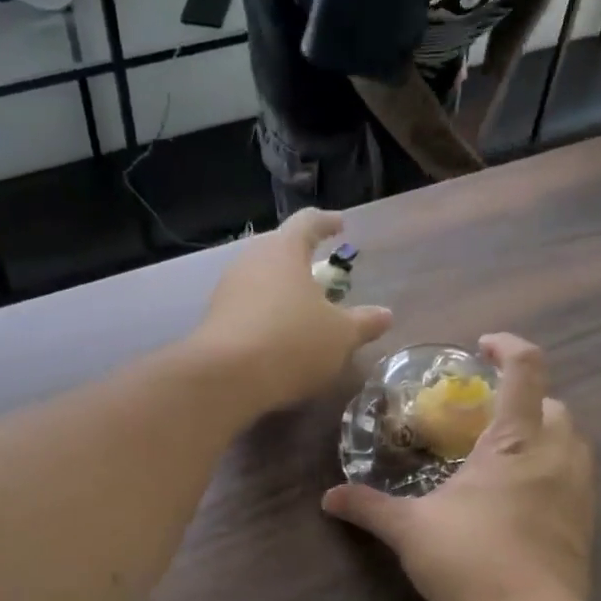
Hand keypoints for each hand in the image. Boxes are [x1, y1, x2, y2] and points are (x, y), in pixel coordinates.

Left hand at [192, 210, 392, 413]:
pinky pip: (247, 307)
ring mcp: (228, 290)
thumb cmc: (292, 342)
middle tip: (320, 271)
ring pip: (260, 279)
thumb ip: (363, 323)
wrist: (226, 378)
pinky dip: (265, 314)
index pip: (308, 222)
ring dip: (281, 289)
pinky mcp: (214, 320)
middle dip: (300, 258)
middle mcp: (251, 260)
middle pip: (279, 249)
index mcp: (285, 250)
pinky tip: (277, 335)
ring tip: (301, 307)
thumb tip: (385, 315)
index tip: (340, 225)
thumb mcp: (340, 336)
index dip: (326, 222)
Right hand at [322, 334, 594, 600]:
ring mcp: (579, 491)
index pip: (526, 371)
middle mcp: (556, 455)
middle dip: (525, 398)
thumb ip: (369, 507)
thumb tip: (329, 497)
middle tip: (487, 415)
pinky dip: (552, 470)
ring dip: (544, 433)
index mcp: (516, 441)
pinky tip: (520, 497)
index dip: (509, 347)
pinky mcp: (586, 524)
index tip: (484, 347)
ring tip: (504, 454)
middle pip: (556, 404)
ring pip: (572, 441)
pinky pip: (575, 478)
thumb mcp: (410, 530)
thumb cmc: (469, 561)